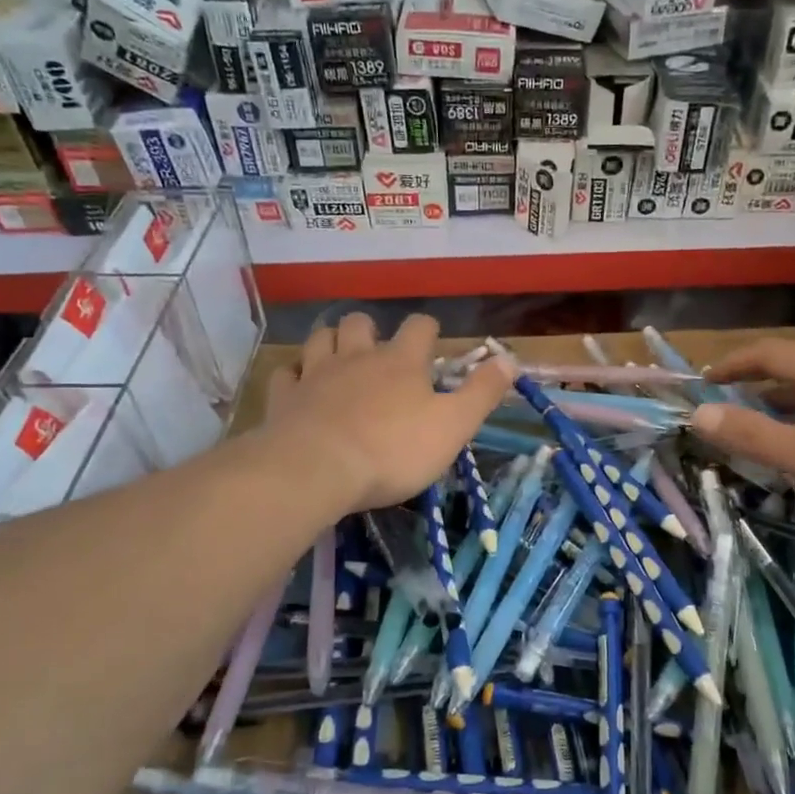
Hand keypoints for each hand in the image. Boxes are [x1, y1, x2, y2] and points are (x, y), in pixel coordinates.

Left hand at [265, 313, 514, 511]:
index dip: (427, 331)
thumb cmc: (394, 450)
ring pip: (320, 338)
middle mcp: (357, 357)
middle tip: (379, 354)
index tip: (432, 345)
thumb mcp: (454, 425)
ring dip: (330, 342)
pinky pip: (287, 373)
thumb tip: (509, 358)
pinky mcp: (284, 397)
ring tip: (338, 359)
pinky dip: (295, 374)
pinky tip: (300, 385)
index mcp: (401, 363)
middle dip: (371, 331)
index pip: (419, 327)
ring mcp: (316, 374)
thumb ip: (482, 392)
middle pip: (360, 323)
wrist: (317, 470)